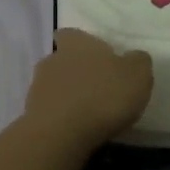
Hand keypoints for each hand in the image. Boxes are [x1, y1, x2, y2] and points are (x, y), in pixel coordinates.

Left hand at [24, 29, 153, 148]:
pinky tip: (76, 129)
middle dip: (77, 72)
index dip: (82, 44)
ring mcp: (38, 87)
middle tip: (99, 88)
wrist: (61, 134)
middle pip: (63, 60)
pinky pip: (50, 110)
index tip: (96, 57)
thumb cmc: (103, 96)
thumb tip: (134, 57)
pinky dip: (62, 116)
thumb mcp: (138, 75)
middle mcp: (53, 59)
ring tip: (89, 112)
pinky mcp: (31, 114)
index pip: (72, 35)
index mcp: (77, 43)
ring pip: (55, 85)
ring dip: (68, 95)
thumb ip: (138, 61)